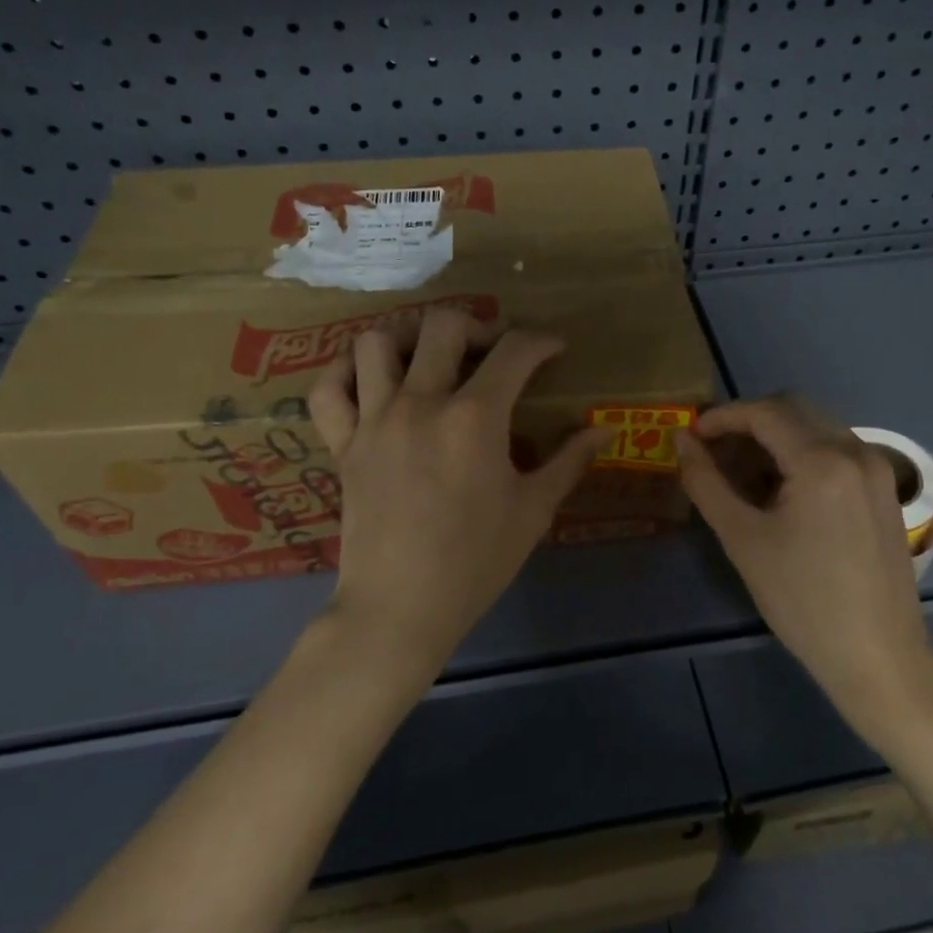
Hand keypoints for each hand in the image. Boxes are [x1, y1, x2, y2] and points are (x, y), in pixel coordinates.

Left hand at [308, 306, 610, 677]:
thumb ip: (569, 461)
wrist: (401, 608)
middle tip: (492, 351)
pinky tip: (370, 384)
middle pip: (443, 324)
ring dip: (408, 339)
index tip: (554, 350)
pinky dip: (344, 374)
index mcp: (475, 417)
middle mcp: (421, 403)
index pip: (514, 351)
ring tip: (428, 360)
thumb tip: (605, 429)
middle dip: (477, 325)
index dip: (541, 341)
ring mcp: (374, 420)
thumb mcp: (533, 510)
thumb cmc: (476, 561)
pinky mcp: (343, 444)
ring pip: (377, 342)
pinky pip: (327, 389)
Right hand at [677, 397, 932, 740]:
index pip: (764, 413)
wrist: (877, 656)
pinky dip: (803, 453)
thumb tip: (681, 441)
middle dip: (748, 421)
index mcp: (822, 461)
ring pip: (817, 427)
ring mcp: (877, 470)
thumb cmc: (801, 601)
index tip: (692, 435)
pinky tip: (782, 490)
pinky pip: (837, 450)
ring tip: (743, 474)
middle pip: (793, 409)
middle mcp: (856, 452)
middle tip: (714, 451)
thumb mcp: (742, 539)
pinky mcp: (885, 490)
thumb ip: (706, 482)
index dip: (722, 417)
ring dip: (776, 437)